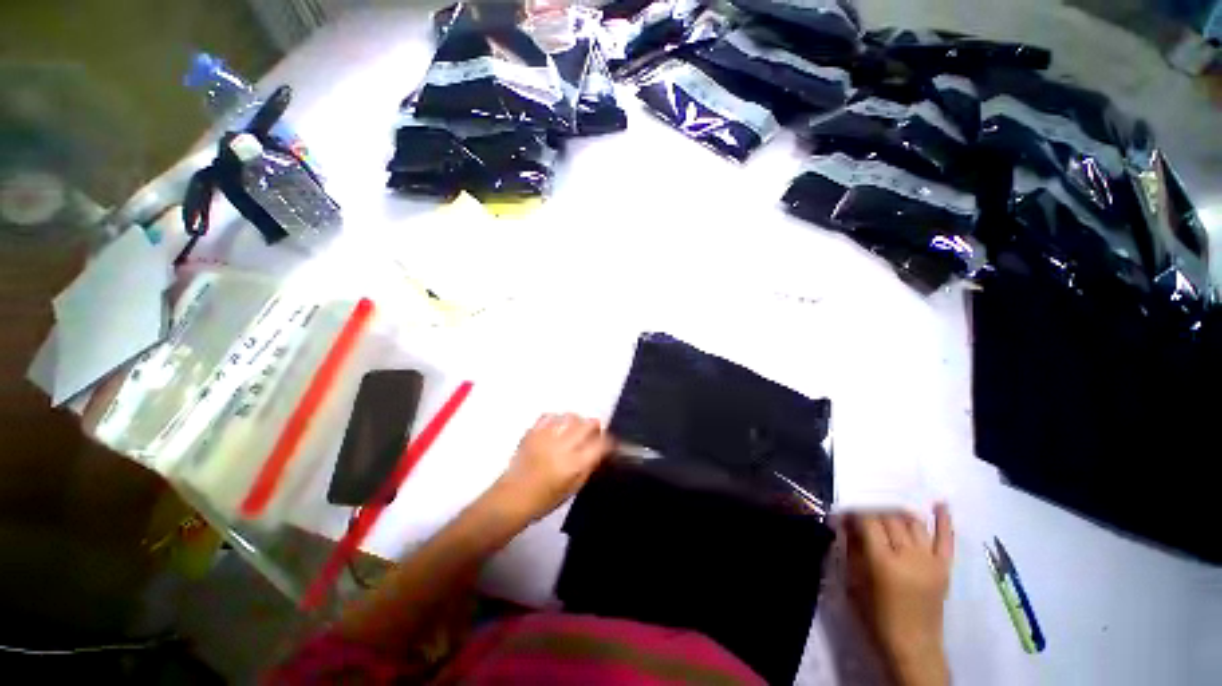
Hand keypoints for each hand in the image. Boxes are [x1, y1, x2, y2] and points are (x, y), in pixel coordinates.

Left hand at [492, 414, 612, 522]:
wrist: (512, 497)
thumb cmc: (545, 499)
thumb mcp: (573, 489)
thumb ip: (588, 467)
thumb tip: (599, 451)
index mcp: (574, 465)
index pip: (600, 445)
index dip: (609, 441)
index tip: (609, 443)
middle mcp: (563, 447)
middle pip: (587, 424)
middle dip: (595, 426)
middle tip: (594, 432)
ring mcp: (547, 437)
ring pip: (570, 417)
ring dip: (577, 421)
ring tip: (575, 429)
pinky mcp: (533, 433)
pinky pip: (550, 416)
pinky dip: (557, 419)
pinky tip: (557, 427)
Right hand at [844, 503, 953, 685]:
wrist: (913, 646)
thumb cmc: (877, 616)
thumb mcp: (854, 582)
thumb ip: (852, 549)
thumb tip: (845, 523)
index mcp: (884, 562)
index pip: (869, 522)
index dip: (855, 513)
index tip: (844, 513)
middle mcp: (909, 556)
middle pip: (890, 519)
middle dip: (873, 512)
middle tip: (862, 517)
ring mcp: (930, 561)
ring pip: (913, 523)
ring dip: (897, 514)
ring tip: (885, 513)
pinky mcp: (944, 567)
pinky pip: (946, 539)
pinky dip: (944, 520)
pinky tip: (940, 503)